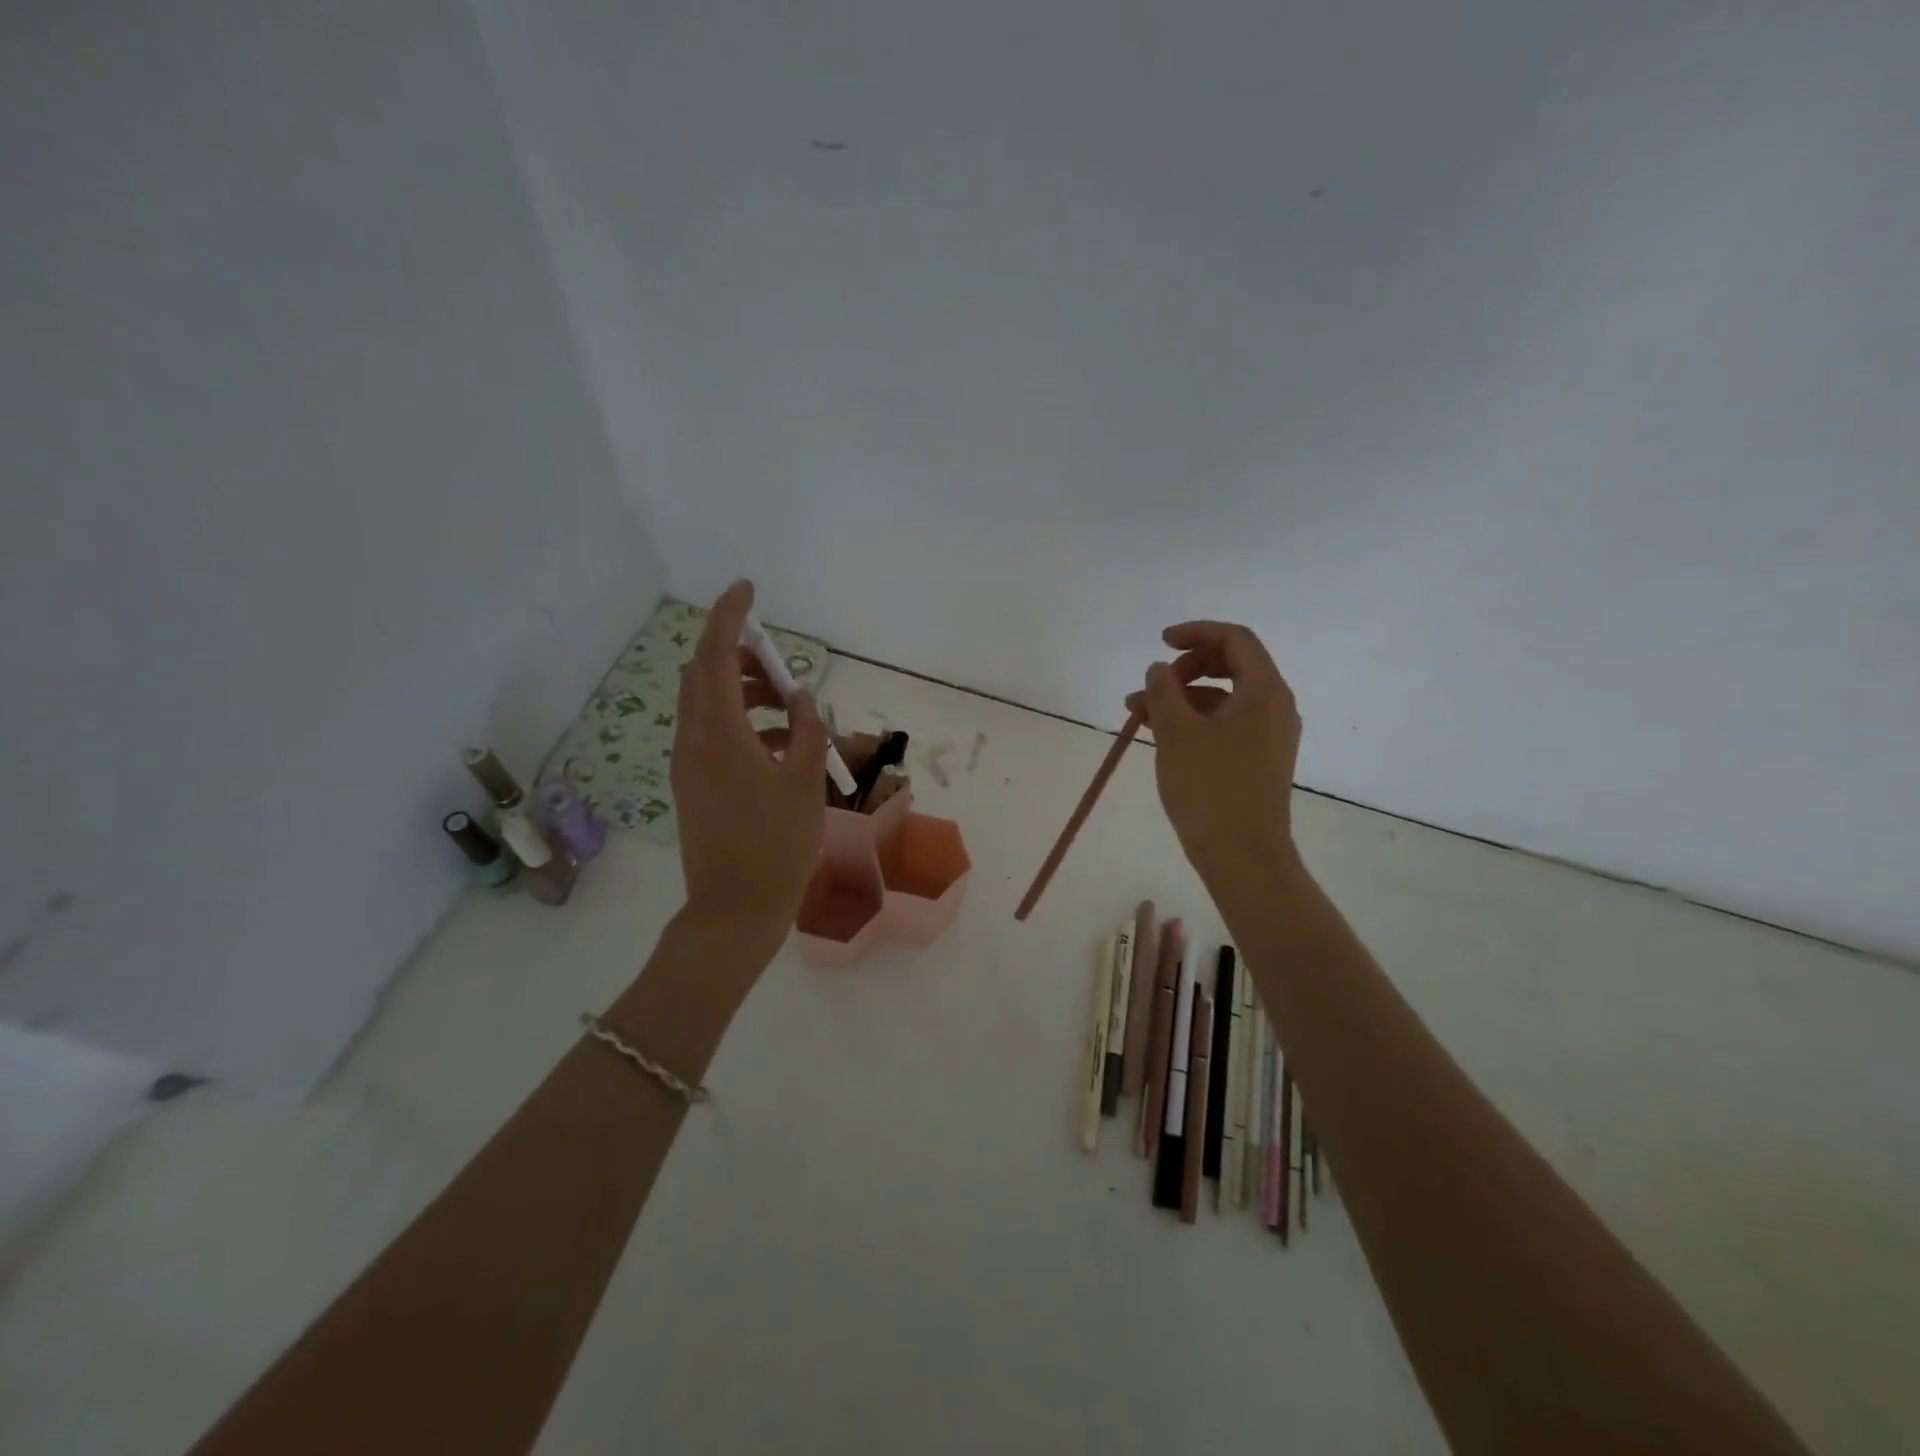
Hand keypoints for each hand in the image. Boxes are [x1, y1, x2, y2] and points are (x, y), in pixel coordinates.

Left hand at [671, 581, 828, 958]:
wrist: (735, 910)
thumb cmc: (777, 845)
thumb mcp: (804, 782)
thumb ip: (805, 729)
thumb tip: (799, 695)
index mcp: (718, 734)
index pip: (713, 656)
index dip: (728, 616)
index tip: (747, 589)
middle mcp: (692, 742)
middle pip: (704, 676)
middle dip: (740, 657)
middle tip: (780, 666)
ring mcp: (688, 765)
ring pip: (708, 706)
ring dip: (744, 693)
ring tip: (790, 709)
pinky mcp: (692, 785)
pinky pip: (712, 735)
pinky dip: (742, 724)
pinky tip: (780, 745)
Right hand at [1126, 620, 1302, 886]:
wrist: (1243, 856)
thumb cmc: (1209, 788)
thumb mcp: (1176, 733)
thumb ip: (1163, 691)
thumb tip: (1158, 670)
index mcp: (1264, 691)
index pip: (1235, 639)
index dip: (1196, 633)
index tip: (1160, 643)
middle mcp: (1275, 707)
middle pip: (1232, 665)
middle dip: (1185, 668)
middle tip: (1151, 684)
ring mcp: (1270, 735)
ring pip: (1223, 698)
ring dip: (1182, 698)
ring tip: (1137, 714)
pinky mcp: (1259, 760)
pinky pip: (1226, 724)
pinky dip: (1194, 721)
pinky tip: (1160, 735)